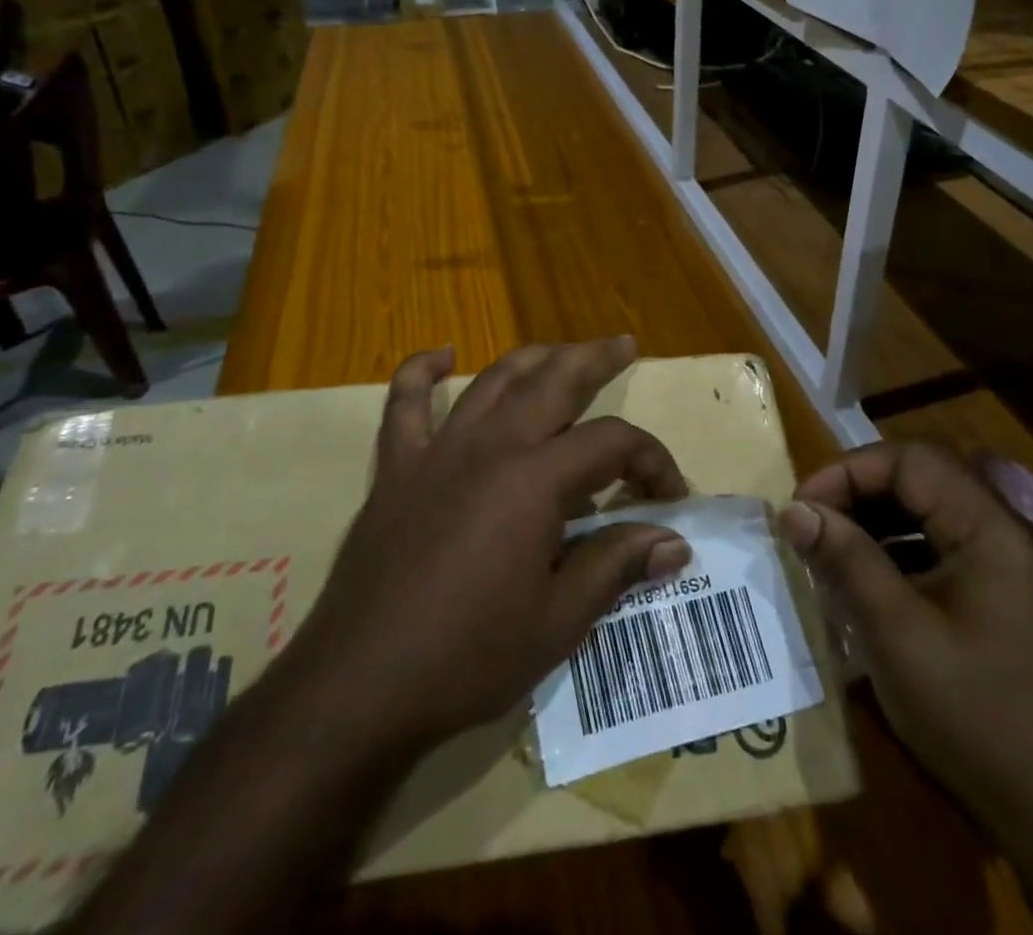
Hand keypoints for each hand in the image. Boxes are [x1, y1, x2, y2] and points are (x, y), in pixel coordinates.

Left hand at [285, 338, 692, 754]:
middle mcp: (490, 446)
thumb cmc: (467, 658)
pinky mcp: (396, 468)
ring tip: (559, 351)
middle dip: (595, 359)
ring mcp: (437, 450)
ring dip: (532, 358)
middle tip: (623, 344)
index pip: (611, 442)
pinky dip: (421, 372)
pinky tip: (442, 355)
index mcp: (534, 480)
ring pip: (493, 380)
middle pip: (553, 381)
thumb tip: (675, 542)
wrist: (358, 687)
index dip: (650, 459)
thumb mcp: (557, 621)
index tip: (669, 496)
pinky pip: (405, 404)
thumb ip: (616, 565)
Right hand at [779, 444, 1032, 934]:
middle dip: (860, 491)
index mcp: (991, 528)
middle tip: (812, 524)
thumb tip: (794, 510)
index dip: (849, 471)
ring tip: (831, 550)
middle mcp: (1006, 534)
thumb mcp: (897, 634)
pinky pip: (943, 551)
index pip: (911, 460)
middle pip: (923, 479)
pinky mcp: (1006, 603)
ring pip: (932, 513)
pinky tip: (869, 586)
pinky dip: (899, 553)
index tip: (802, 508)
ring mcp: (1011, 570)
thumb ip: (846, 560)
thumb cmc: (978, 716)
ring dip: (877, 521)